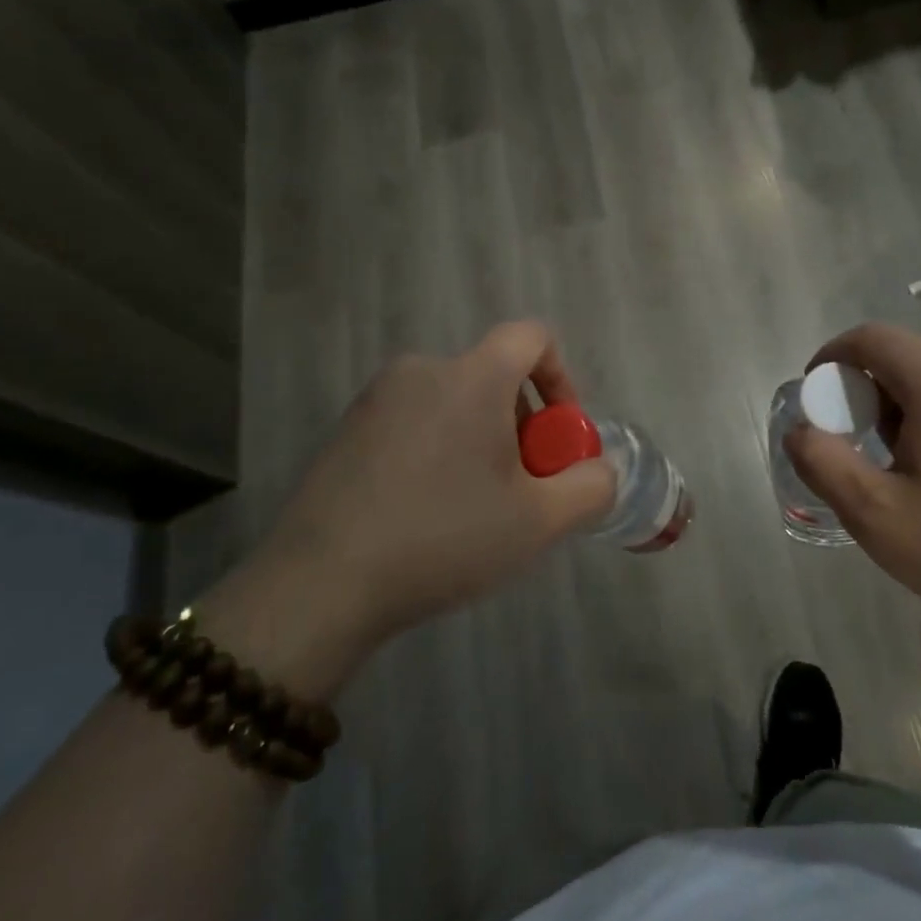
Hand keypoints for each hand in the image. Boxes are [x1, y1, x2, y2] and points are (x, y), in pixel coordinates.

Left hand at [202, 323, 615, 699]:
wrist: (321, 584)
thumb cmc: (444, 539)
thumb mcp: (539, 522)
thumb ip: (591, 486)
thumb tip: (599, 470)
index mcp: (473, 376)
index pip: (532, 337)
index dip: (561, 377)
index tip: (560, 434)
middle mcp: (424, 369)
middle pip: (494, 374)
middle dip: (523, 422)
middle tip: (523, 485)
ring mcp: (378, 397)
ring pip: (454, 400)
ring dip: (481, 437)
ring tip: (475, 504)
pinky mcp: (348, 428)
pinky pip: (415, 420)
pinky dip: (439, 447)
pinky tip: (427, 509)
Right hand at [785, 323, 920, 643]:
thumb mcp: (881, 519)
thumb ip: (824, 464)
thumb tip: (800, 429)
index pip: (870, 337)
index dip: (833, 357)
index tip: (819, 397)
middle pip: (907, 350)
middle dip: (871, 385)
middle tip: (865, 442)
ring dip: (911, 396)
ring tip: (912, 458)